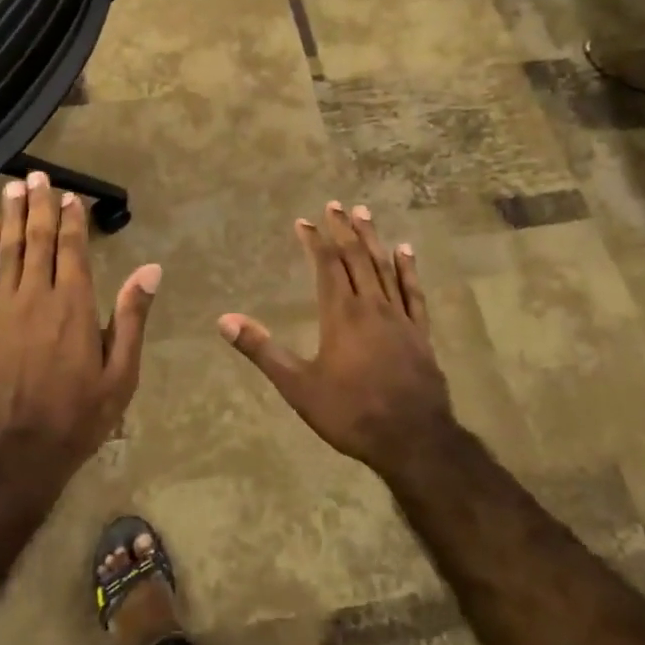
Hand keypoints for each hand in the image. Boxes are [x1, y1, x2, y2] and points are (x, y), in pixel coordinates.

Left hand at [0, 172, 160, 498]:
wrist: (14, 454)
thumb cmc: (78, 417)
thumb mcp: (120, 374)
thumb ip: (132, 317)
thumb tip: (151, 269)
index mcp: (74, 306)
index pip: (73, 250)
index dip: (71, 219)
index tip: (70, 195)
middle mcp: (37, 297)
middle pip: (37, 241)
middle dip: (38, 206)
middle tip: (36, 175)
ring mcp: (3, 309)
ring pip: (7, 251)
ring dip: (9, 217)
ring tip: (12, 188)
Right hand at [218, 202, 455, 479]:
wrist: (413, 440)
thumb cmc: (350, 412)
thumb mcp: (297, 386)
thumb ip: (262, 350)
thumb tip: (224, 320)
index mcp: (341, 314)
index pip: (326, 265)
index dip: (314, 240)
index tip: (304, 221)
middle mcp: (371, 305)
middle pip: (356, 257)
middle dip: (344, 229)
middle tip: (335, 204)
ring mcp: (399, 317)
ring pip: (384, 267)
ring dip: (373, 238)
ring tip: (365, 213)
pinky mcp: (420, 332)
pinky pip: (413, 292)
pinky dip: (408, 269)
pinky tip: (406, 251)